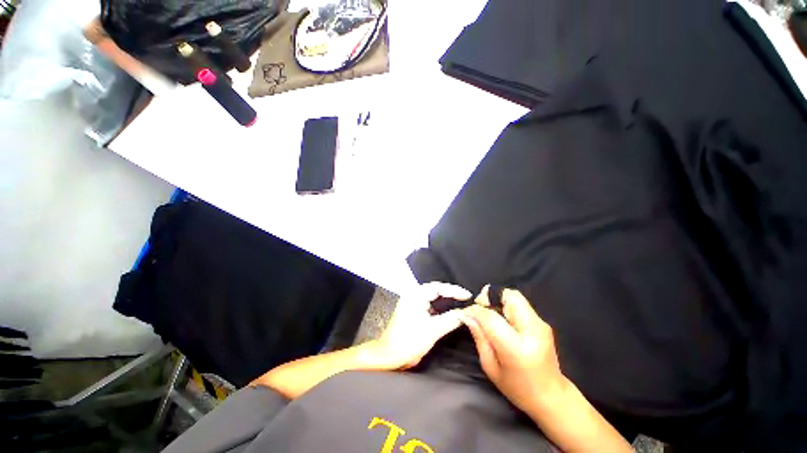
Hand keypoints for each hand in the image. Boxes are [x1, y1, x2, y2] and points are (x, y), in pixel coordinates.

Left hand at [369, 282, 471, 369]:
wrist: (390, 356)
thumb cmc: (409, 342)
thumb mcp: (433, 330)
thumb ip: (451, 319)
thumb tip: (466, 313)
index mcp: (415, 295)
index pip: (438, 287)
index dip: (454, 290)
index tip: (468, 295)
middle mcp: (413, 295)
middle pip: (436, 290)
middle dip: (451, 294)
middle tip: (466, 299)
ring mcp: (412, 303)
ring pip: (433, 298)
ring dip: (446, 300)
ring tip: (461, 304)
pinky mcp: (413, 312)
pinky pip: (430, 305)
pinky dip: (440, 308)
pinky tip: (449, 312)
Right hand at [462, 286, 565, 415]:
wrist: (551, 396)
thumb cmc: (517, 388)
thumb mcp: (490, 366)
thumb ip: (479, 336)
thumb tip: (466, 315)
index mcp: (517, 348)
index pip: (491, 317)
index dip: (475, 310)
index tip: (465, 312)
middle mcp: (532, 331)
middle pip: (509, 296)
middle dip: (490, 296)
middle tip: (480, 307)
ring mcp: (541, 324)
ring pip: (515, 296)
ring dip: (498, 300)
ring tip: (489, 314)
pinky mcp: (542, 322)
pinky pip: (520, 303)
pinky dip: (506, 305)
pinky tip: (501, 319)